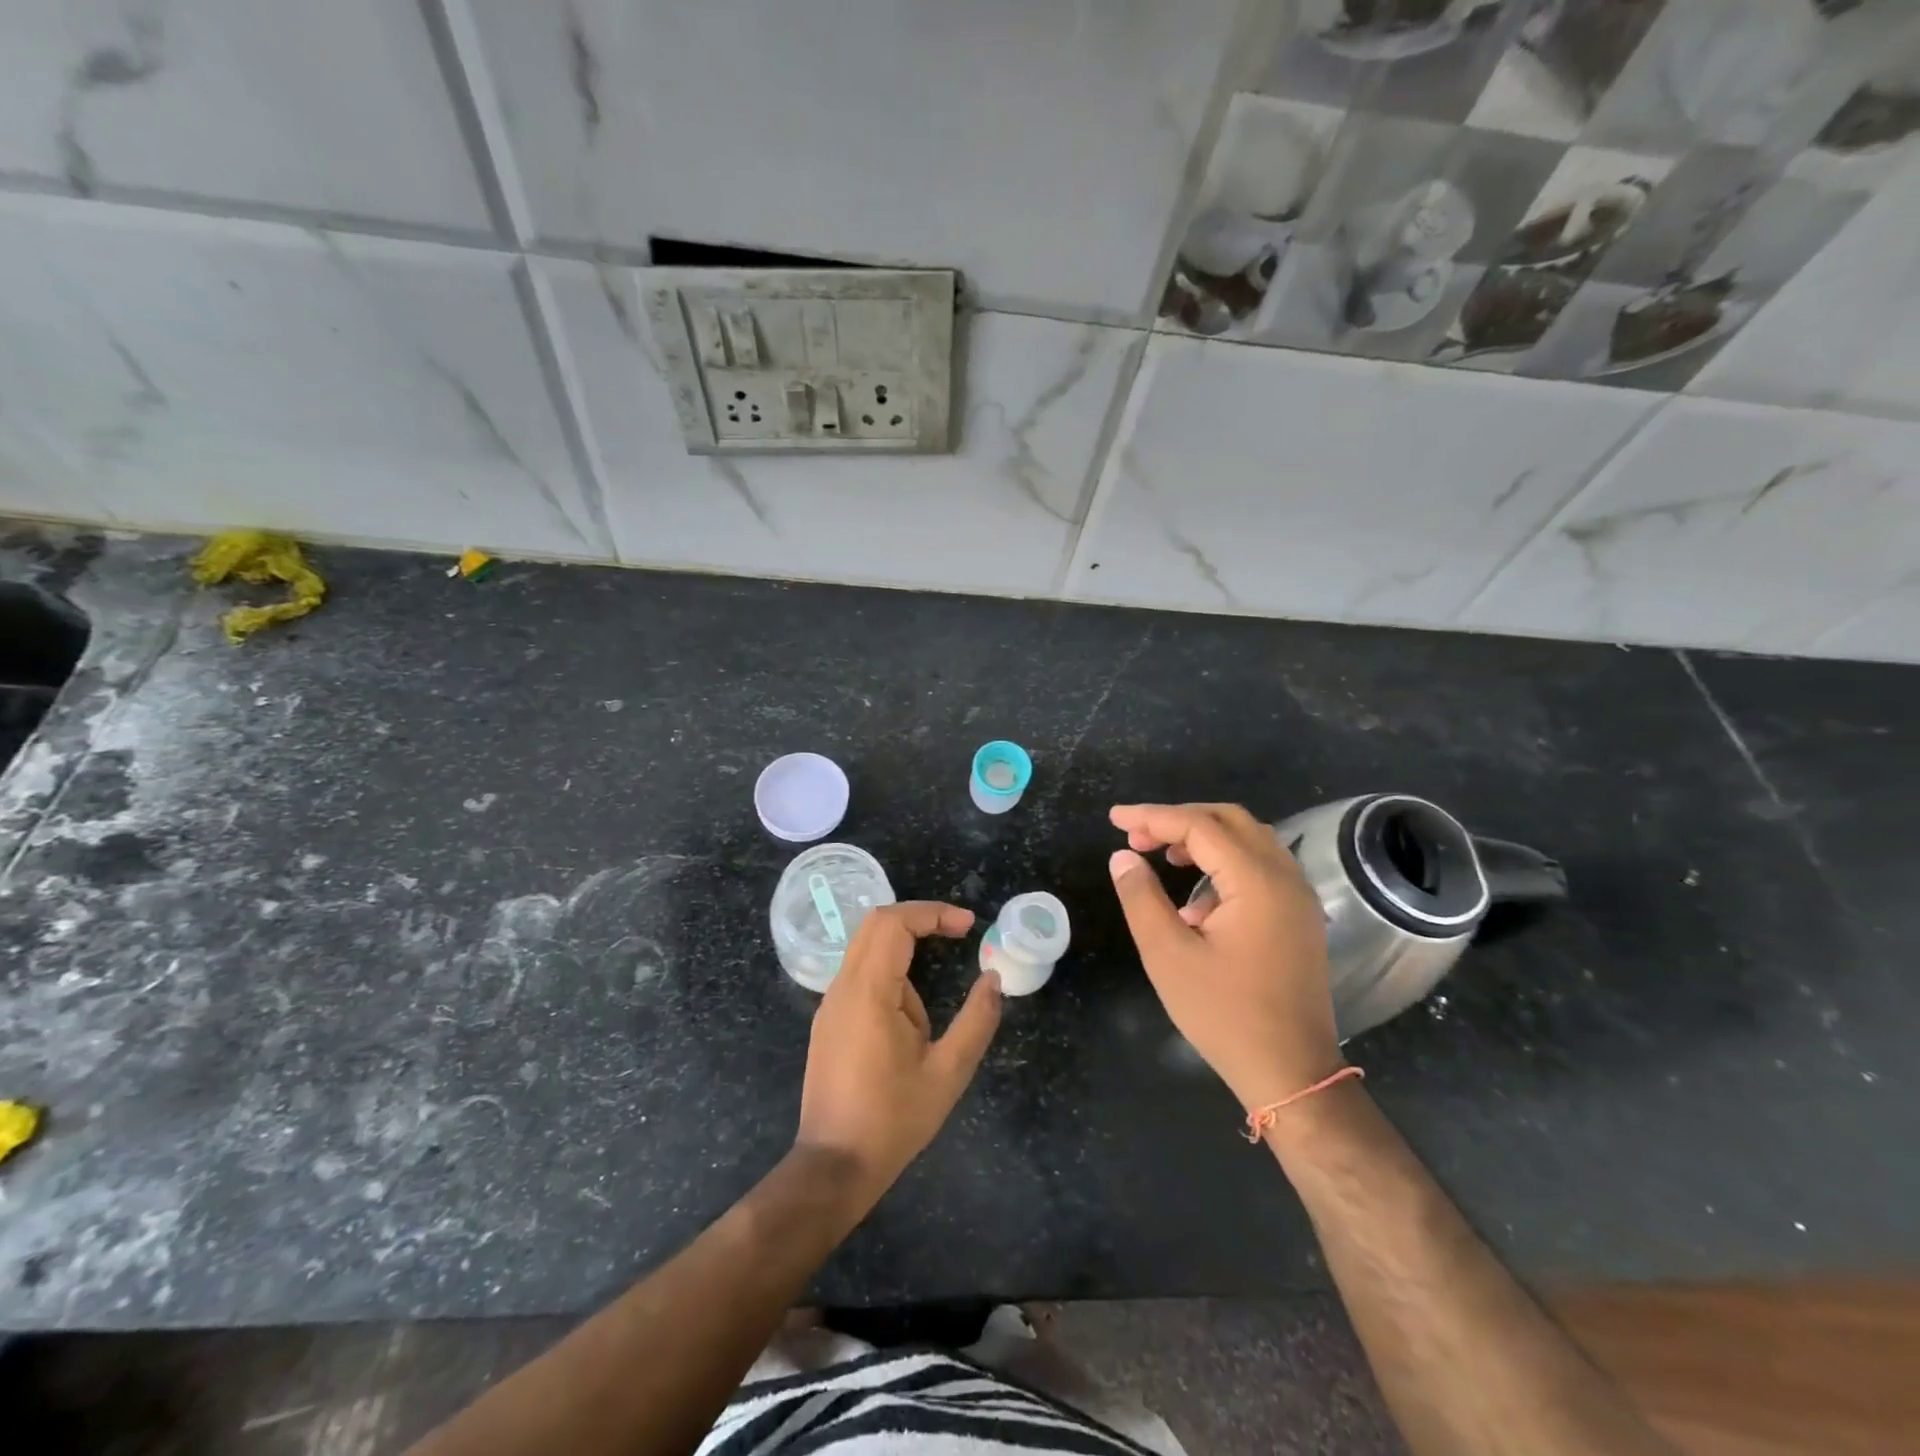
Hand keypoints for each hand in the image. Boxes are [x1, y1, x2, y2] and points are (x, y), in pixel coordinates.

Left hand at [794, 902, 1001, 1206]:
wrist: (834, 1165)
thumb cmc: (893, 1120)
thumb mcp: (948, 1073)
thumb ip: (977, 1021)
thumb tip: (994, 979)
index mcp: (869, 992)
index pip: (893, 923)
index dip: (932, 913)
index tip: (968, 925)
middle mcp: (843, 987)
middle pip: (876, 923)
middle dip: (919, 918)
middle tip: (957, 932)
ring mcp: (831, 1002)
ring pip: (866, 946)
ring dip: (905, 948)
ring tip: (936, 988)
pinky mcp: (829, 1019)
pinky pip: (860, 972)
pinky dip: (890, 968)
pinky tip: (910, 1013)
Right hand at [1108, 803, 1341, 1109]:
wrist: (1292, 1072)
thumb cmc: (1225, 1014)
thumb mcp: (1168, 955)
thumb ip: (1141, 898)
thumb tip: (1123, 856)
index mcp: (1256, 881)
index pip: (1199, 826)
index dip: (1152, 817)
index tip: (1113, 819)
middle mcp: (1285, 877)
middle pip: (1229, 820)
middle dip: (1178, 820)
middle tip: (1136, 835)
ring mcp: (1298, 897)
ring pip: (1248, 840)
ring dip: (1203, 838)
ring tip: (1162, 856)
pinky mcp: (1299, 917)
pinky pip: (1260, 867)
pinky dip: (1224, 864)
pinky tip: (1196, 901)